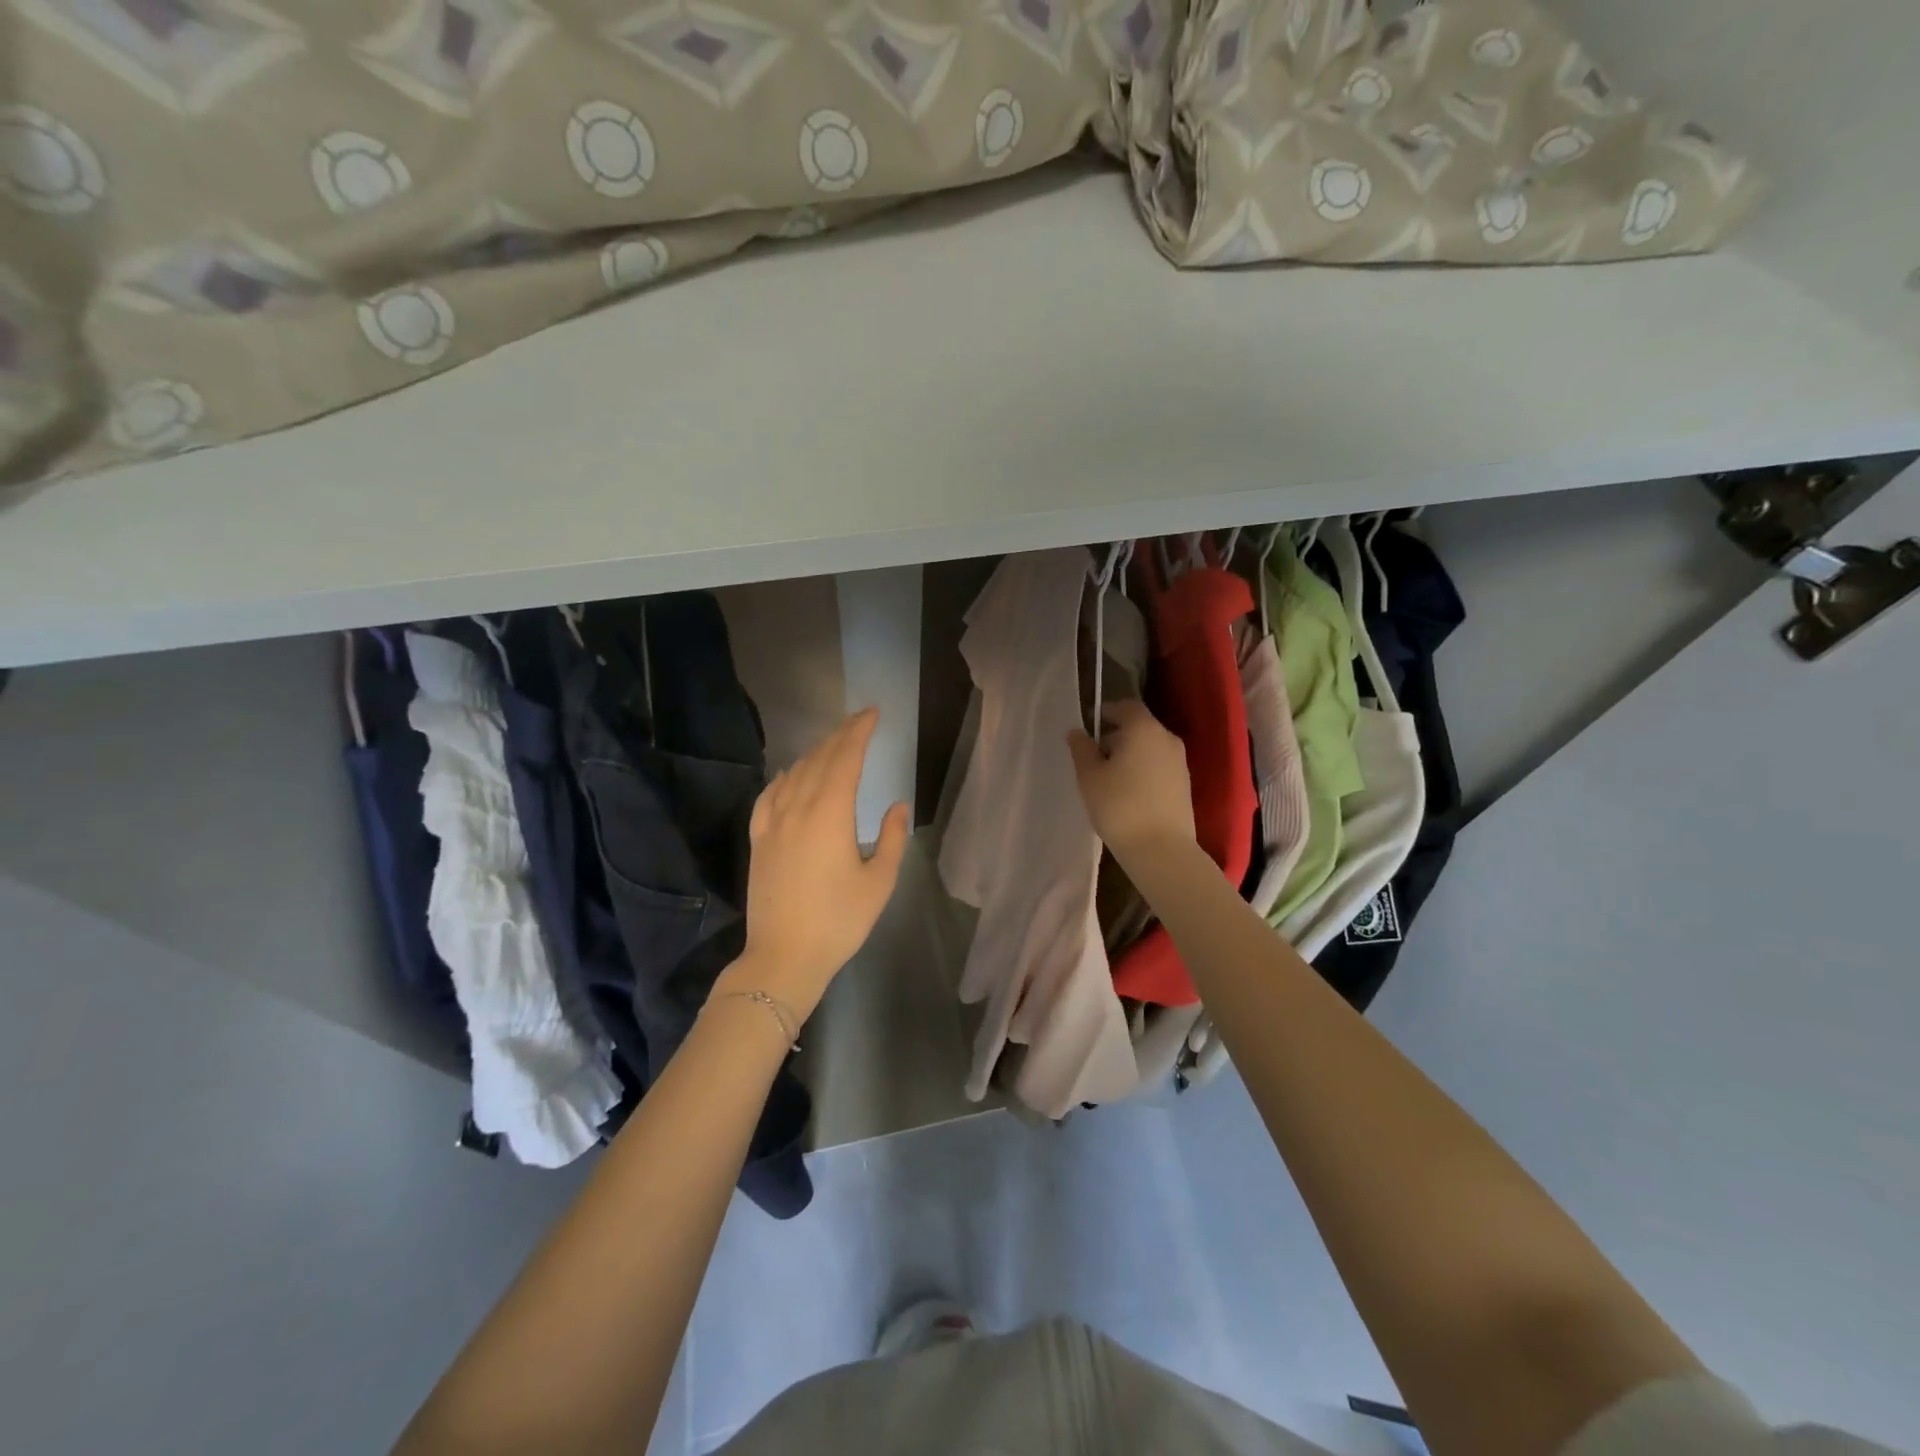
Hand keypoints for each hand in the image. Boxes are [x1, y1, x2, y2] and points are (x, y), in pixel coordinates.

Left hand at [723, 708, 908, 1021]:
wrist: (783, 956)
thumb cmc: (839, 921)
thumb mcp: (879, 882)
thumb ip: (891, 838)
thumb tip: (896, 805)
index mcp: (830, 814)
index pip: (845, 757)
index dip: (859, 731)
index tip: (873, 713)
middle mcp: (798, 808)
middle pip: (819, 758)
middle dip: (841, 735)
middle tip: (860, 720)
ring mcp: (773, 822)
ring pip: (794, 773)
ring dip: (815, 753)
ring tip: (833, 745)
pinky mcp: (758, 839)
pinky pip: (769, 795)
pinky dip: (783, 778)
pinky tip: (789, 775)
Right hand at [1066, 699, 1196, 867]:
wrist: (1161, 849)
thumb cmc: (1119, 806)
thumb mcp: (1089, 777)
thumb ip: (1082, 749)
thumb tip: (1077, 732)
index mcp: (1143, 729)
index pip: (1126, 707)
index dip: (1107, 712)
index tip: (1090, 725)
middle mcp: (1166, 738)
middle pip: (1139, 726)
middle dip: (1116, 735)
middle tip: (1094, 756)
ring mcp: (1180, 761)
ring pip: (1150, 747)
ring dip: (1130, 754)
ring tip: (1109, 778)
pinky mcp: (1185, 783)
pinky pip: (1159, 765)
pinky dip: (1143, 769)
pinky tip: (1128, 792)